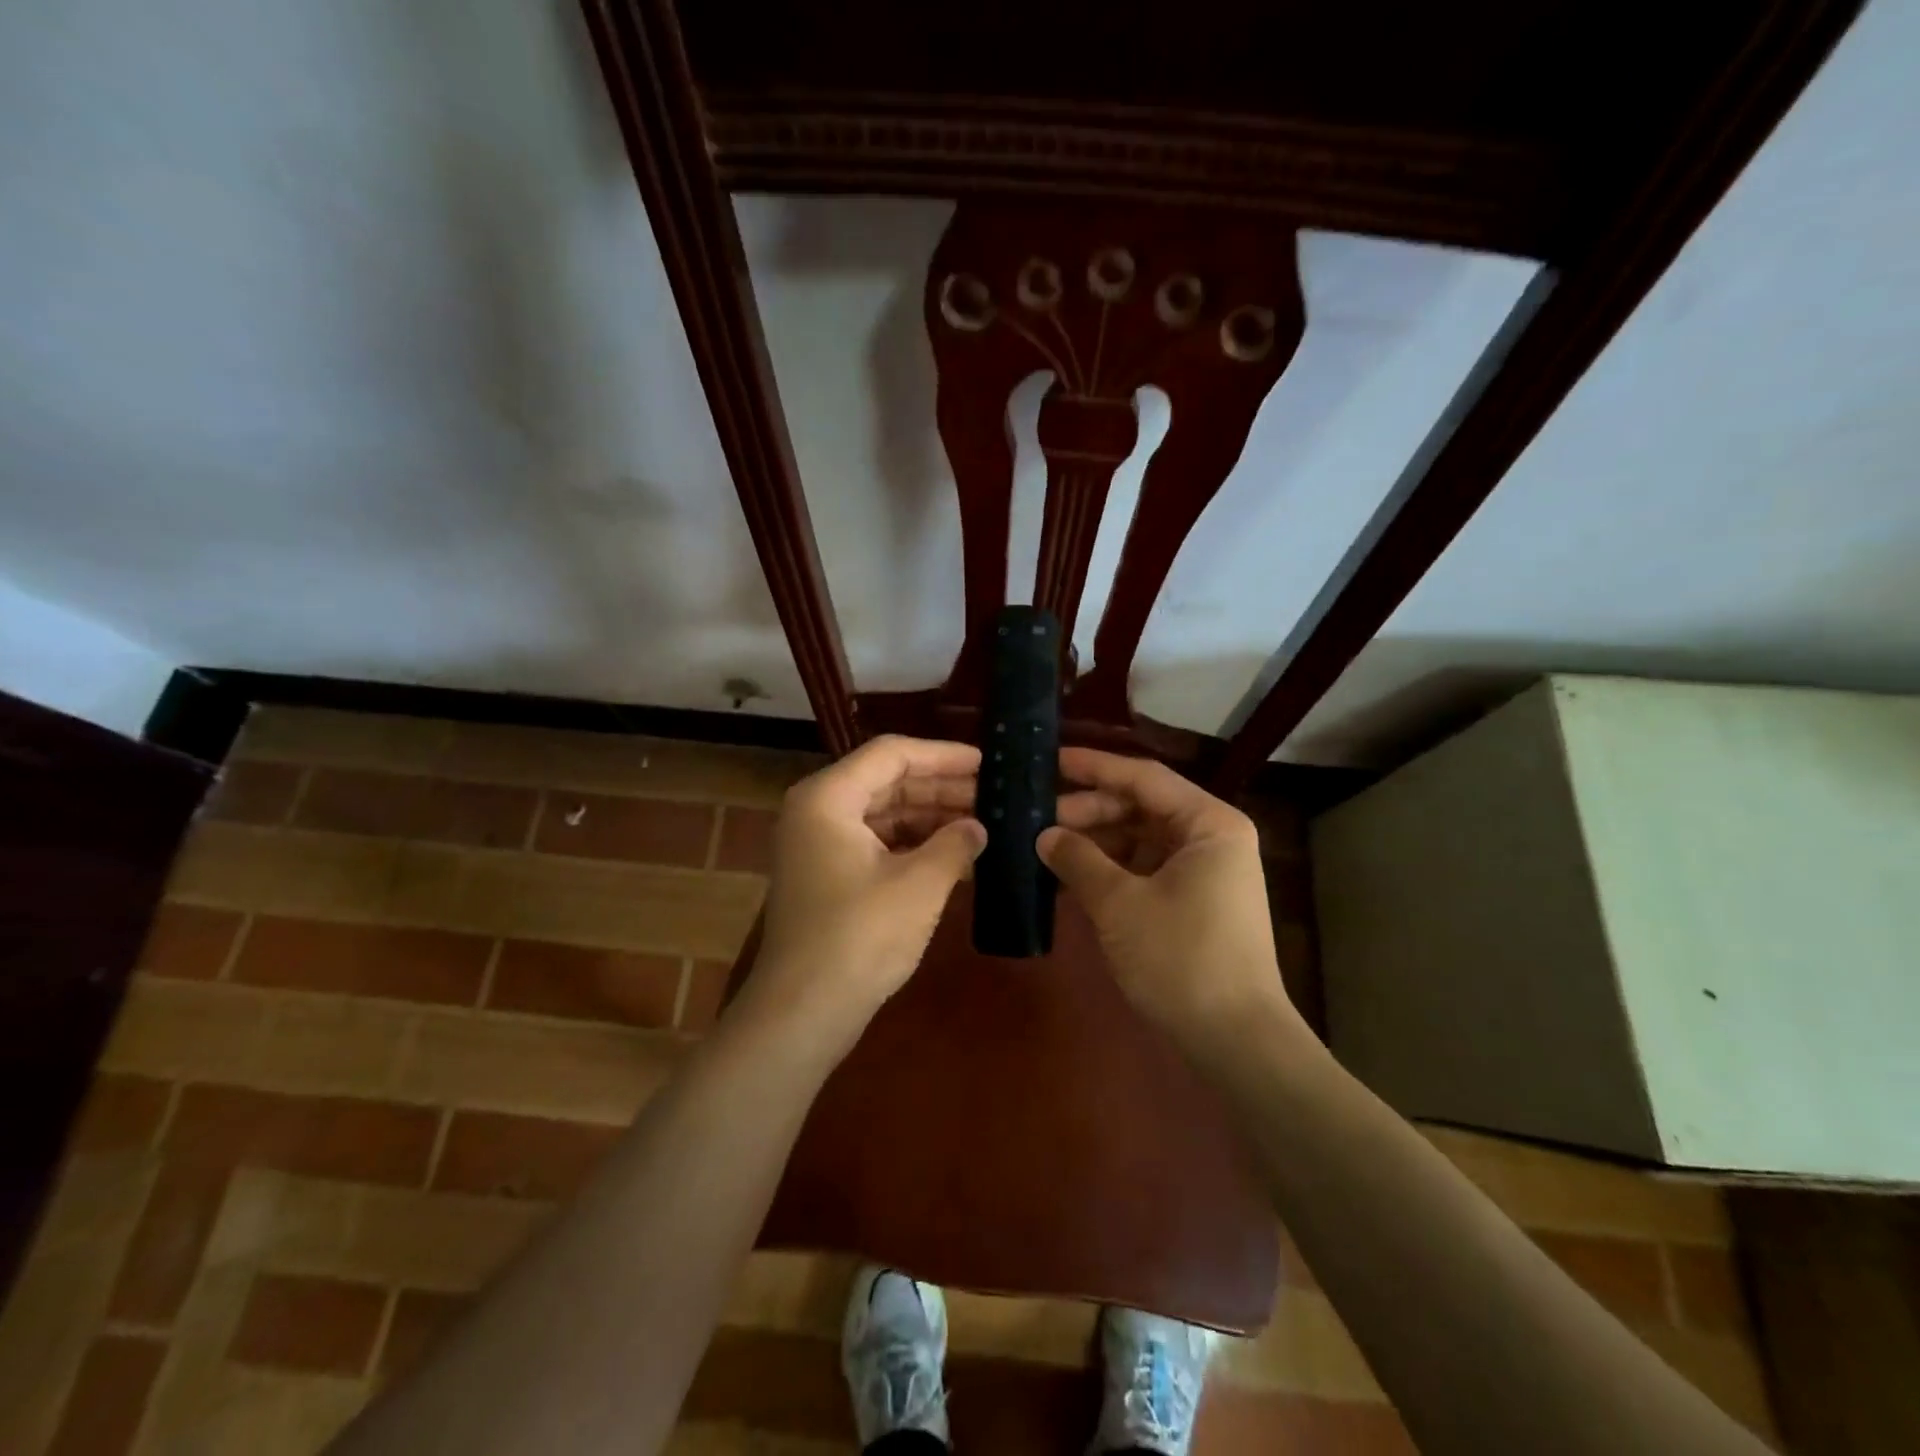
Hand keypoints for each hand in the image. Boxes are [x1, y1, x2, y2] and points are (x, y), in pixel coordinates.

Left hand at [743, 735, 985, 1052]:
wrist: (803, 1012)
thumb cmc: (859, 938)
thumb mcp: (919, 886)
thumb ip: (955, 845)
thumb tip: (979, 827)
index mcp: (828, 797)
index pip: (892, 754)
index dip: (942, 755)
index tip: (986, 762)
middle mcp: (817, 810)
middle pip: (886, 781)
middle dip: (940, 787)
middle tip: (992, 794)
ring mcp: (818, 844)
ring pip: (882, 813)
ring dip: (929, 816)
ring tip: (981, 823)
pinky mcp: (826, 875)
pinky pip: (875, 842)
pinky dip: (912, 844)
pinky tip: (953, 856)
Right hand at [1040, 747, 1305, 1051]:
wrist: (1235, 1041)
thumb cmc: (1182, 959)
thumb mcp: (1120, 904)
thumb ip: (1079, 860)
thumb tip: (1044, 834)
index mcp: (1208, 823)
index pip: (1143, 777)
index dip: (1093, 767)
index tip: (1049, 760)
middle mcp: (1210, 838)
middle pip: (1141, 806)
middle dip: (1088, 809)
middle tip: (1035, 813)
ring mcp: (1203, 872)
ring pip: (1139, 838)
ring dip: (1095, 840)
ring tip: (1044, 843)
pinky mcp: (1192, 902)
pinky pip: (1143, 868)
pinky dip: (1109, 869)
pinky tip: (1069, 874)